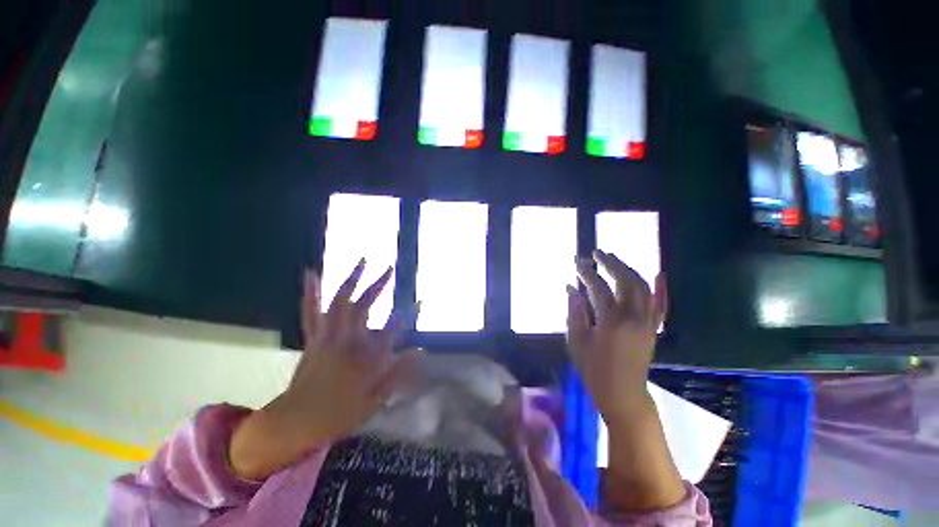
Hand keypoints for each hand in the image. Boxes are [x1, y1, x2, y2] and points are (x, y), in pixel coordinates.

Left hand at [230, 260, 416, 478]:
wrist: (295, 422)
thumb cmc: (338, 414)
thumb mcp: (374, 400)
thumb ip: (398, 373)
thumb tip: (420, 351)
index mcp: (365, 356)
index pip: (392, 328)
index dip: (408, 313)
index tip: (420, 301)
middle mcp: (347, 340)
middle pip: (365, 305)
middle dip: (378, 285)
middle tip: (389, 268)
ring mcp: (327, 336)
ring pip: (340, 301)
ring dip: (352, 279)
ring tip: (362, 261)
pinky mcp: (313, 337)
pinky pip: (312, 311)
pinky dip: (312, 292)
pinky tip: (312, 274)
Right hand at [568, 251, 683, 511]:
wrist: (623, 395)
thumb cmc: (594, 370)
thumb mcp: (577, 341)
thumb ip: (575, 312)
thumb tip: (570, 288)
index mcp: (611, 321)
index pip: (598, 287)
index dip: (586, 273)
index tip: (577, 262)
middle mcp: (634, 317)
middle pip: (626, 280)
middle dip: (611, 263)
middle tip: (597, 253)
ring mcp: (647, 322)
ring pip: (643, 287)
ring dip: (628, 269)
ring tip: (613, 259)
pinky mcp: (653, 328)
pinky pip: (660, 304)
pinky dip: (660, 288)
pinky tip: (659, 273)